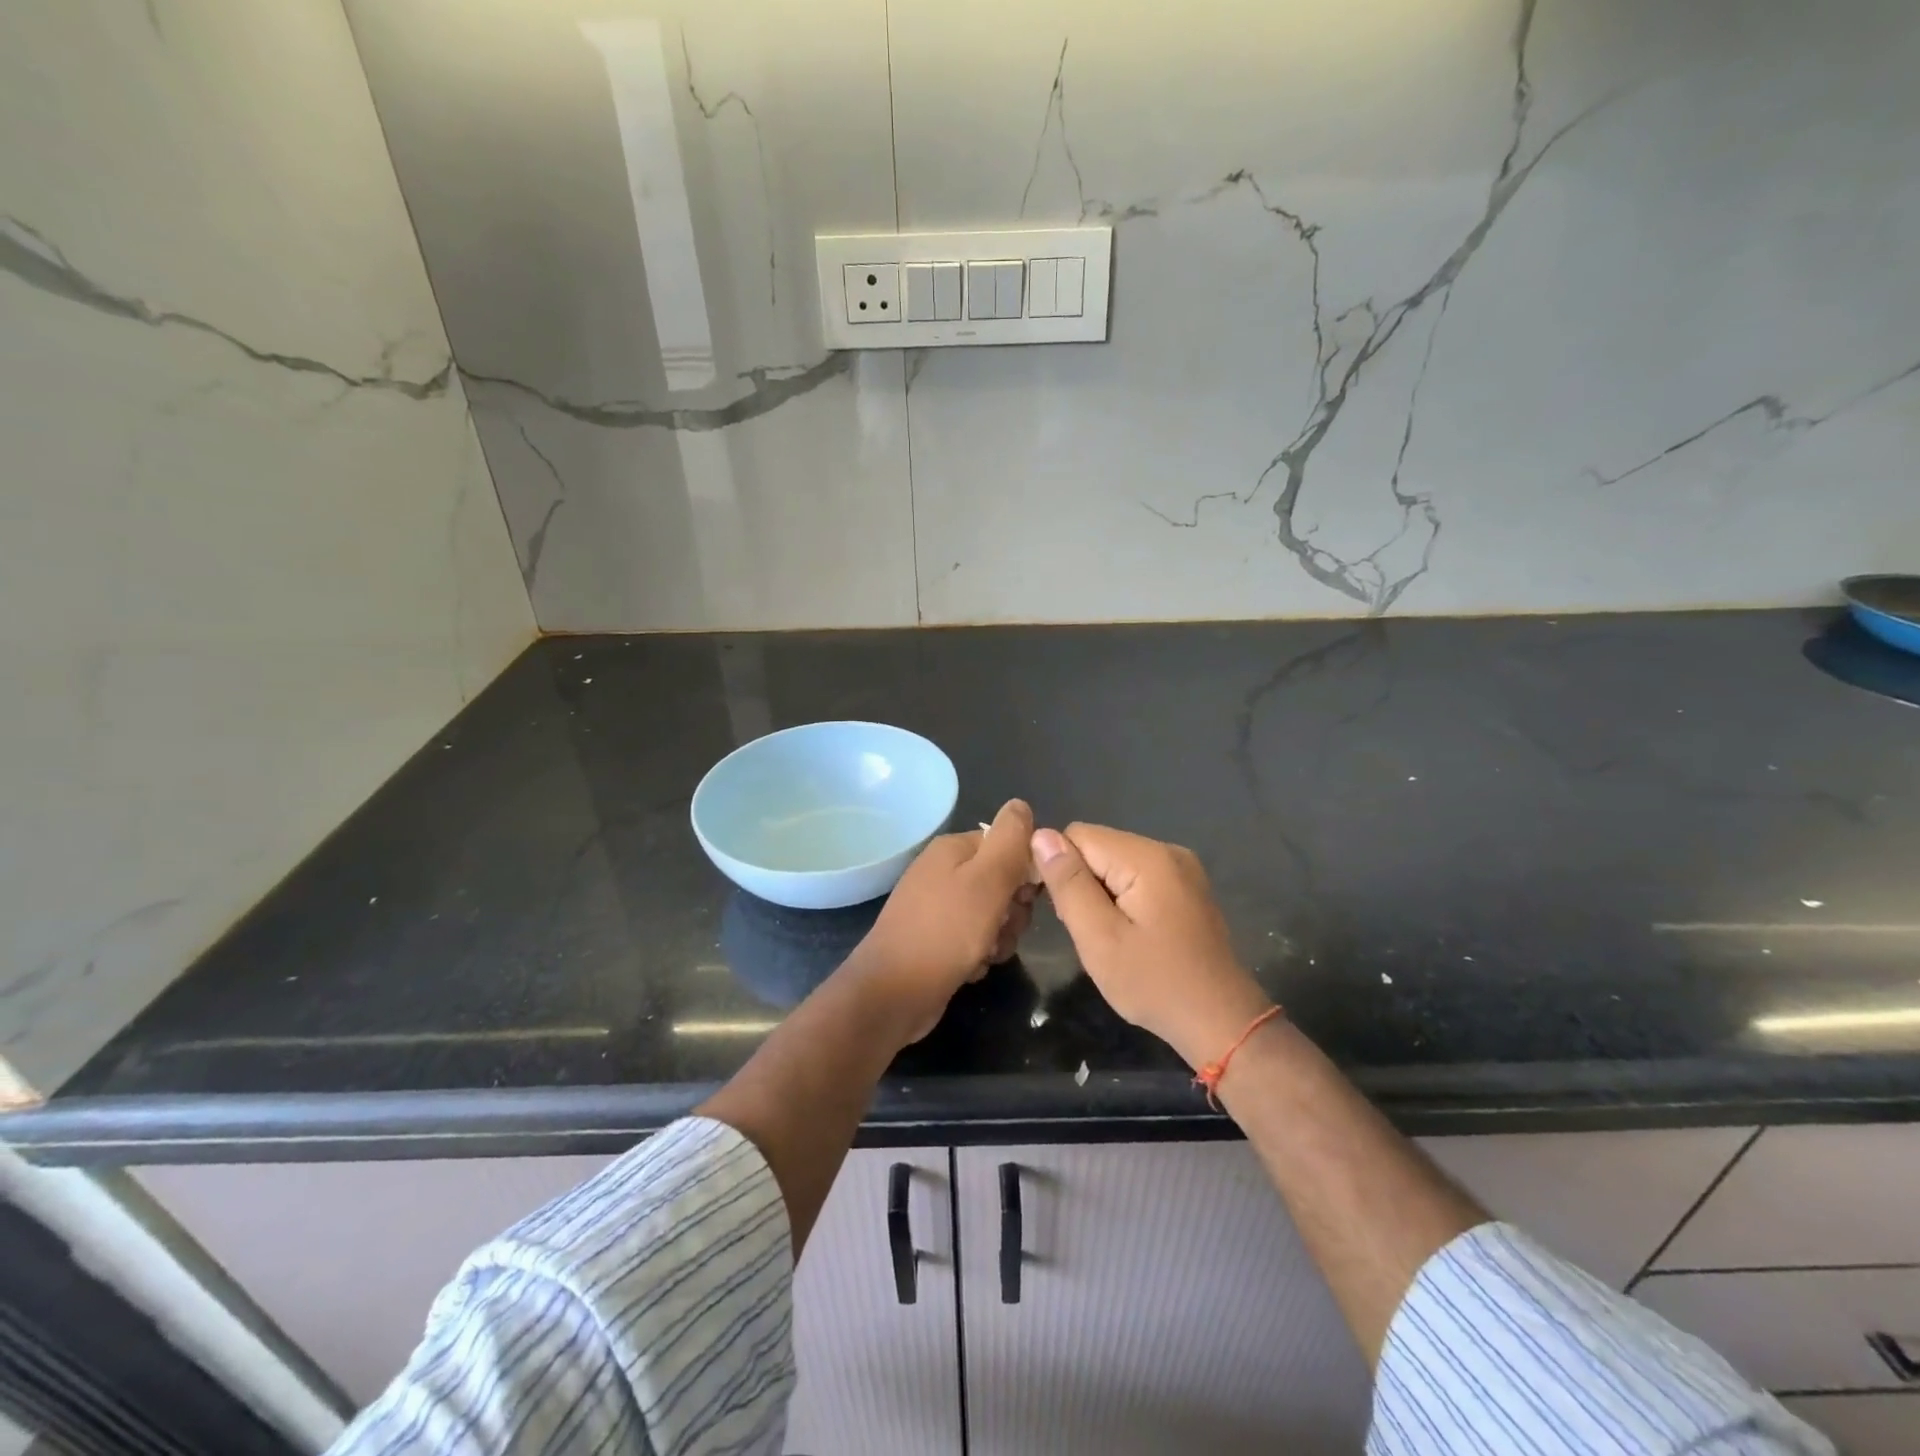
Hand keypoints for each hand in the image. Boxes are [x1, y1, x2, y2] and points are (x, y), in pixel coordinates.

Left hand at [847, 799, 1039, 1044]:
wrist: (892, 994)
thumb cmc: (945, 932)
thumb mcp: (987, 881)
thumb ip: (1009, 840)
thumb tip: (1021, 804)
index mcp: (953, 849)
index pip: (1008, 845)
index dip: (1025, 872)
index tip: (1026, 898)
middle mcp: (943, 872)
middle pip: (1002, 882)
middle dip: (1013, 910)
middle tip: (1002, 928)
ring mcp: (937, 907)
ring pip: (993, 915)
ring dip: (999, 937)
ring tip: (984, 953)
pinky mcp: (936, 940)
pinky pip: (974, 939)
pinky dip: (979, 954)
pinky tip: (970, 968)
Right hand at [1030, 823, 1271, 1068]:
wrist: (1221, 1022)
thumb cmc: (1154, 983)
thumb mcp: (1099, 937)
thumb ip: (1069, 883)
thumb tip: (1041, 835)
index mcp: (1147, 857)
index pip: (1078, 835)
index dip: (1058, 867)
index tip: (1060, 912)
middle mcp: (1167, 850)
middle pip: (1099, 846)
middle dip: (1081, 882)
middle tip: (1087, 931)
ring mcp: (1182, 869)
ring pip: (1116, 862)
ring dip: (1100, 892)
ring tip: (1107, 936)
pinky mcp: (1187, 888)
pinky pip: (1138, 876)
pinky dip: (1122, 898)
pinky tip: (1129, 933)